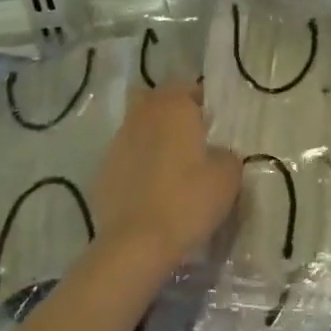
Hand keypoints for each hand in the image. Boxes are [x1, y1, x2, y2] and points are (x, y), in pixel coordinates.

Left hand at [90, 82, 240, 272]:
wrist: (136, 244)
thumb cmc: (188, 200)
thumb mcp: (228, 176)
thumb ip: (226, 154)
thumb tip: (216, 153)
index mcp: (173, 107)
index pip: (187, 87)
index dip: (200, 102)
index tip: (212, 124)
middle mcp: (142, 116)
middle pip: (155, 101)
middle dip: (170, 113)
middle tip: (189, 139)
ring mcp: (117, 143)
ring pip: (137, 128)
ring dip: (151, 138)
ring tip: (169, 167)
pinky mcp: (102, 172)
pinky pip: (125, 158)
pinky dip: (136, 166)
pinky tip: (150, 190)